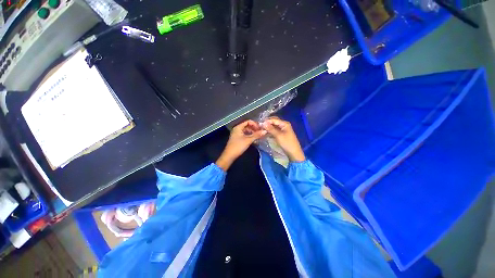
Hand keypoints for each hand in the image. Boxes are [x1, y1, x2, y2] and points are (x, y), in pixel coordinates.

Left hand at [216, 120, 266, 170]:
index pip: (248, 122)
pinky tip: (254, 139)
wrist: (229, 155)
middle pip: (247, 126)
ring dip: (252, 132)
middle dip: (254, 128)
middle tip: (260, 132)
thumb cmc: (238, 146)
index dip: (254, 124)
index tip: (260, 128)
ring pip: (246, 131)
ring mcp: (237, 134)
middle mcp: (237, 129)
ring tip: (258, 136)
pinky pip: (245, 135)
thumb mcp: (248, 140)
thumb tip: (265, 131)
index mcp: (238, 127)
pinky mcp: (237, 139)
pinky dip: (249, 136)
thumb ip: (256, 135)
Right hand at [262, 117, 304, 161]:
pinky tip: (265, 133)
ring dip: (268, 128)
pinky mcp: (281, 134)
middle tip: (260, 126)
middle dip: (267, 123)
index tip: (259, 124)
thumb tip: (263, 123)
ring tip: (261, 129)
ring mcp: (283, 130)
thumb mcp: (278, 135)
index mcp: (284, 123)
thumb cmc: (287, 143)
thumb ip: (271, 129)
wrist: (294, 153)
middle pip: (274, 122)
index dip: (267, 121)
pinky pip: (274, 131)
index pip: (274, 119)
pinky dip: (270, 131)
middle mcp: (284, 125)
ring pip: (274, 126)